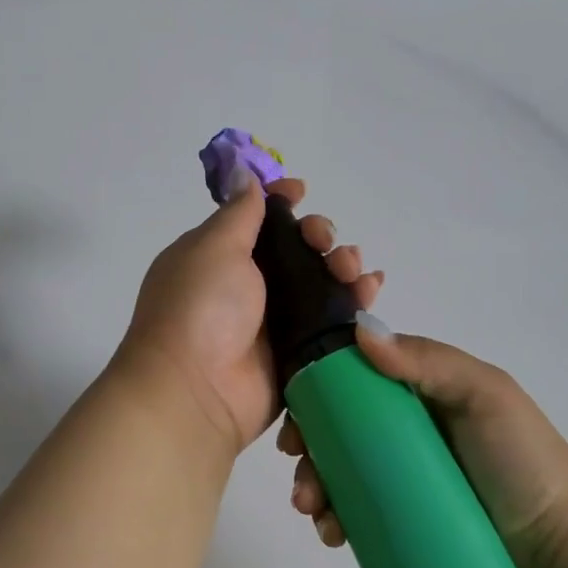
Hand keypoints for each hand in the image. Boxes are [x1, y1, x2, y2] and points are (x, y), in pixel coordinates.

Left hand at [116, 171, 384, 456]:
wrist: (195, 392)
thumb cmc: (199, 308)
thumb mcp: (214, 248)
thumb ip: (239, 213)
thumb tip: (245, 174)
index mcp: (220, 255)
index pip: (257, 219)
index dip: (281, 202)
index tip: (301, 191)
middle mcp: (248, 285)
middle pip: (297, 247)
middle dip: (319, 234)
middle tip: (323, 242)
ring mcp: (274, 319)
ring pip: (320, 281)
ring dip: (342, 264)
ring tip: (352, 270)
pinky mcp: (299, 350)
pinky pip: (333, 318)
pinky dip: (355, 301)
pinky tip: (371, 288)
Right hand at [280, 322, 567, 567]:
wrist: (561, 553)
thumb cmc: (523, 460)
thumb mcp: (485, 395)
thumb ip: (428, 361)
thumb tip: (359, 330)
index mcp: (422, 391)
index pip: (357, 378)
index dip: (320, 388)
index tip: (296, 411)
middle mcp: (407, 430)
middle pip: (339, 427)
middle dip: (308, 443)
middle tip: (300, 469)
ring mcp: (402, 479)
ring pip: (340, 471)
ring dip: (313, 483)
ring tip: (313, 509)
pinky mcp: (402, 522)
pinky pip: (355, 513)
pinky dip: (333, 518)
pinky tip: (330, 532)